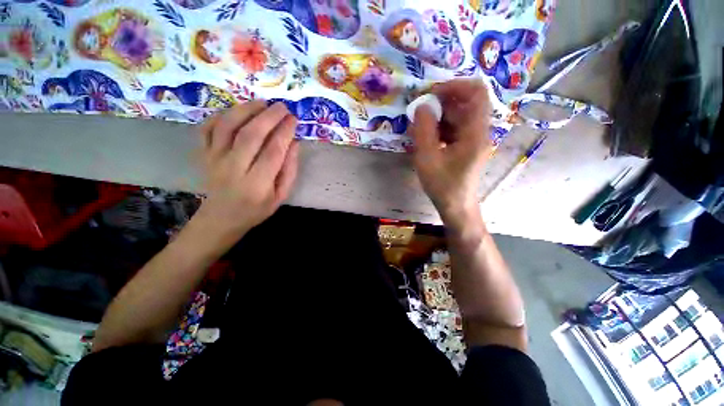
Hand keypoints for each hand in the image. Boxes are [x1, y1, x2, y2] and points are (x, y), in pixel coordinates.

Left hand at [193, 101, 299, 246]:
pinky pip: (207, 128)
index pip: (273, 151)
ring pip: (227, 126)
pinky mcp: (203, 154)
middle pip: (251, 135)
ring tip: (262, 103)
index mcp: (257, 184)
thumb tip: (294, 143)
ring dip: (246, 110)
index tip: (294, 119)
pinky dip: (220, 115)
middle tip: (282, 107)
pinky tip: (236, 111)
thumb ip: (289, 171)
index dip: (285, 132)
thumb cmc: (256, 209)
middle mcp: (233, 168)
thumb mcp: (281, 196)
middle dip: (269, 116)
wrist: (221, 218)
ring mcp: (214, 159)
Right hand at [408, 79, 491, 228]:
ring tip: (420, 126)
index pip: (476, 92)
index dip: (455, 85)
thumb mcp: (427, 158)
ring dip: (439, 115)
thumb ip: (424, 130)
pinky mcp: (466, 146)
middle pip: (466, 103)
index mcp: (475, 132)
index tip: (432, 92)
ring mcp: (473, 139)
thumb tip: (422, 105)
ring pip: (459, 116)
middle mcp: (479, 131)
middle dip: (442, 102)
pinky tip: (426, 136)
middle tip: (420, 110)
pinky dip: (440, 127)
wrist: (455, 205)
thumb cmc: (442, 185)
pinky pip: (455, 128)